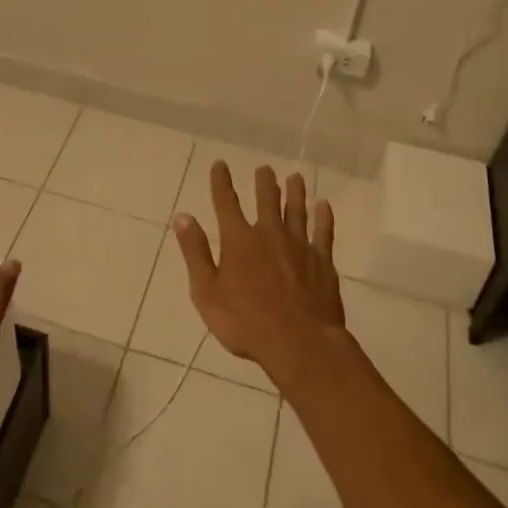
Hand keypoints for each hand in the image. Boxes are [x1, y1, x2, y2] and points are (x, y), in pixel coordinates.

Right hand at [172, 162, 348, 385]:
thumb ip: (195, 253)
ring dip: (295, 192)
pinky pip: (323, 232)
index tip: (220, 164)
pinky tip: (324, 206)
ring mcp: (299, 245)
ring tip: (295, 177)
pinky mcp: (322, 261)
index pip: (226, 203)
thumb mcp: (207, 292)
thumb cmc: (245, 322)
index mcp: (239, 240)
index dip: (222, 182)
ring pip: (297, 210)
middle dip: (264, 182)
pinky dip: (323, 217)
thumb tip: (183, 217)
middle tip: (265, 169)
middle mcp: (269, 234)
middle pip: (267, 200)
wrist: (299, 343)